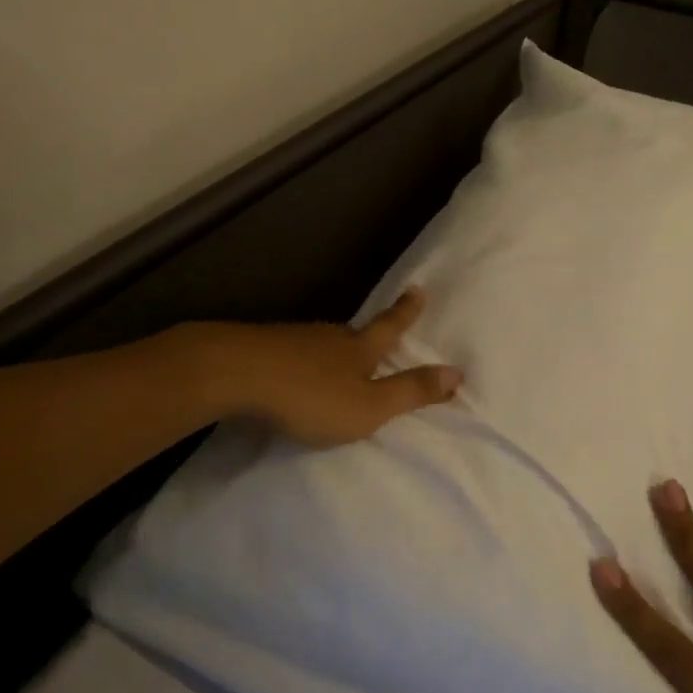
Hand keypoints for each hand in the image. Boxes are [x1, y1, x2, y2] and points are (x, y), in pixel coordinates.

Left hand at [198, 286, 461, 447]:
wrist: (234, 374)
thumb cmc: (309, 396)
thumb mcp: (369, 406)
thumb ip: (410, 392)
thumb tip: (459, 373)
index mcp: (359, 349)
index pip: (391, 327)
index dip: (407, 311)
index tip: (419, 287)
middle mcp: (329, 338)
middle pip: (355, 332)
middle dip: (368, 332)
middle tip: (378, 328)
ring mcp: (293, 340)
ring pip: (322, 343)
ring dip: (333, 350)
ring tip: (337, 358)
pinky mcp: (262, 349)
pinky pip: (292, 353)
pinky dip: (301, 361)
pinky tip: (293, 372)